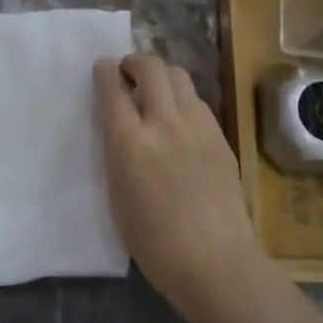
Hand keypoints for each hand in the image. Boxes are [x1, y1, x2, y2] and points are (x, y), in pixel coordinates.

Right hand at [93, 53, 271, 322]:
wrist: (214, 260)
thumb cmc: (153, 242)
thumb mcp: (117, 194)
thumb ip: (117, 152)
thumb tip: (119, 126)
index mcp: (130, 143)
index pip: (113, 90)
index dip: (105, 72)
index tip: (102, 67)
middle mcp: (164, 123)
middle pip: (151, 68)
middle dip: (135, 62)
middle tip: (128, 73)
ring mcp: (197, 127)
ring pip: (179, 76)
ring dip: (162, 75)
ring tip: (155, 91)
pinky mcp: (220, 136)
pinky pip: (198, 101)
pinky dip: (183, 98)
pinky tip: (179, 117)